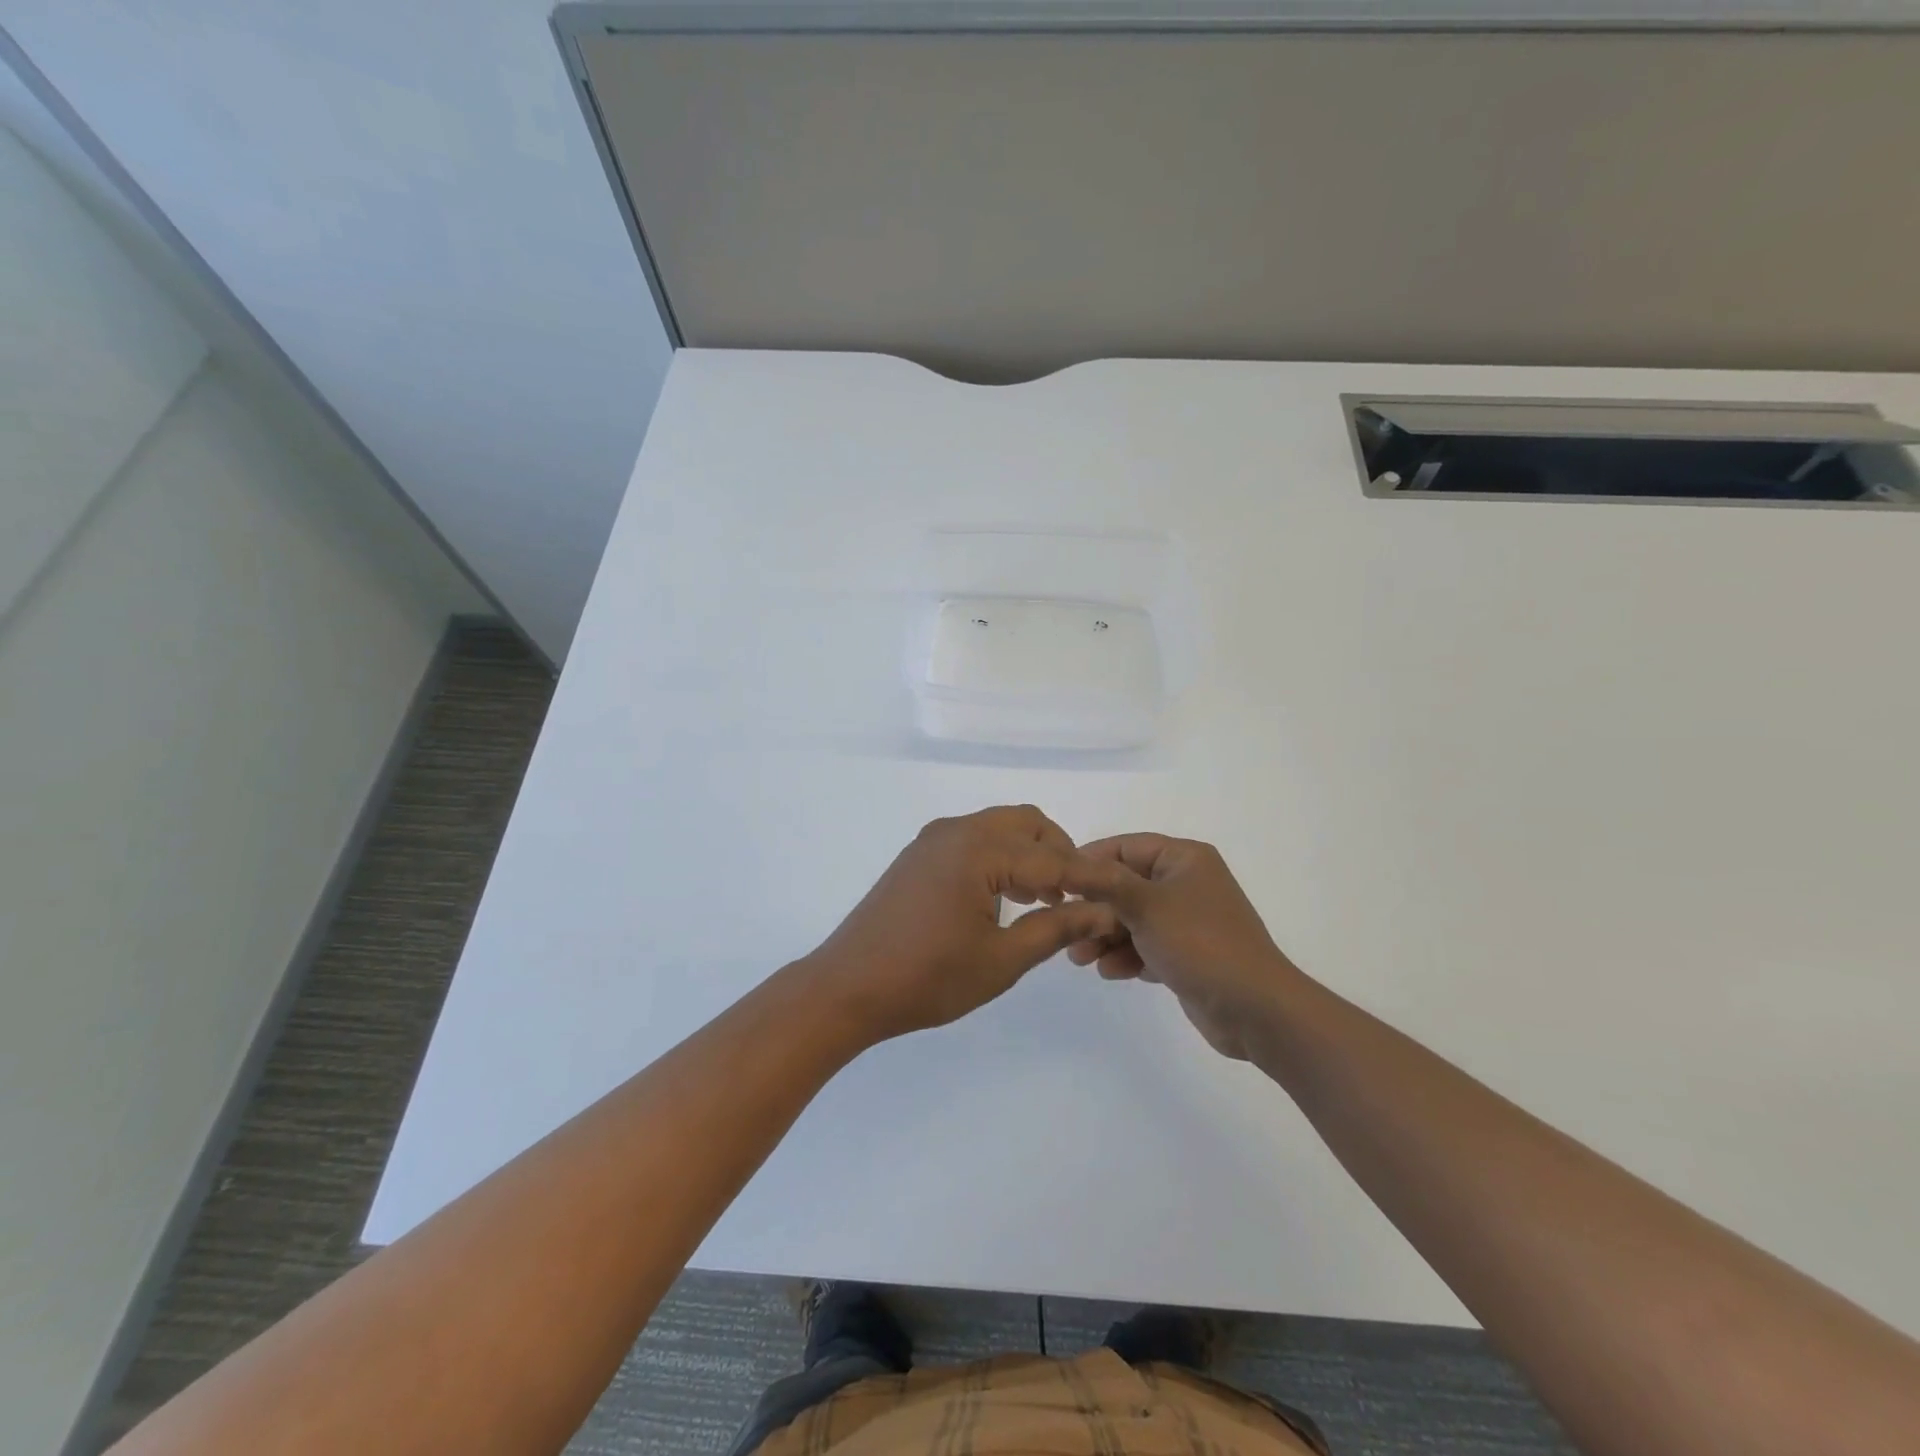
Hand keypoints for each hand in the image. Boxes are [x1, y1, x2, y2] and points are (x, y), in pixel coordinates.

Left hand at [805, 805, 1119, 1042]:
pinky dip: (999, 857)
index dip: (1088, 878)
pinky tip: (1004, 897)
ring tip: (1044, 900)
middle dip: (1058, 852)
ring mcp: (933, 840)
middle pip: (1025, 823)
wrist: (847, 987)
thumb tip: (1102, 911)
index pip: (1051, 858)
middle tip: (1075, 895)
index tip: (1119, 893)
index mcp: (978, 850)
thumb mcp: (1002, 959)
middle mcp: (956, 831)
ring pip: (998, 828)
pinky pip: (973, 840)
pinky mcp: (919, 855)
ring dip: (1028, 854)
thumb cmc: (928, 978)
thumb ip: (1055, 928)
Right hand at [1065, 834, 1302, 1060]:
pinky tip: (1111, 972)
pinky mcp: (1187, 954)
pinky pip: (1146, 946)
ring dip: (1105, 937)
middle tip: (1067, 930)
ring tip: (1081, 958)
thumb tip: (1068, 863)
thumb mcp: (1145, 905)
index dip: (1090, 862)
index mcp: (1184, 859)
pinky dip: (1127, 956)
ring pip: (1132, 919)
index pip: (1125, 847)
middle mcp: (1186, 883)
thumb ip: (1103, 882)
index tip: (1058, 883)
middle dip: (1095, 910)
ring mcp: (1188, 921)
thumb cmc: (1200, 943)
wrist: (1254, 1009)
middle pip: (1125, 886)